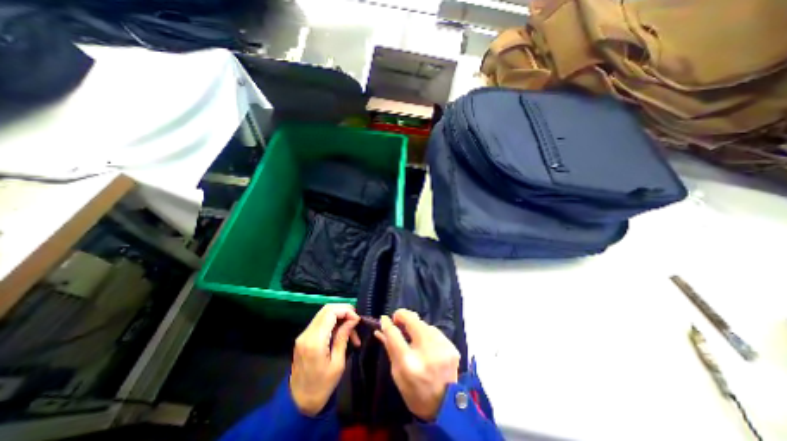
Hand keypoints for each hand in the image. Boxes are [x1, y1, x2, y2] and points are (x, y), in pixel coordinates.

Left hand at [290, 303, 359, 415]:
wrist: (298, 403)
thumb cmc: (322, 387)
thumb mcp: (337, 363)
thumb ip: (343, 337)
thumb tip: (353, 319)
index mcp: (315, 341)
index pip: (330, 312)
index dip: (346, 310)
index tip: (357, 320)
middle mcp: (307, 334)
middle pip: (327, 309)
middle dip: (344, 310)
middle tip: (356, 321)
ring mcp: (303, 335)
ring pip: (324, 314)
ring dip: (339, 317)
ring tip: (352, 330)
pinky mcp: (304, 338)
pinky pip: (321, 322)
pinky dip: (333, 323)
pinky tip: (342, 333)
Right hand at [374, 308, 462, 421]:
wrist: (446, 407)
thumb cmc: (415, 391)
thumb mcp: (397, 373)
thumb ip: (390, 347)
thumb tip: (381, 328)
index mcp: (409, 363)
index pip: (394, 334)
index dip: (388, 324)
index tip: (384, 318)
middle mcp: (426, 352)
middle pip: (413, 321)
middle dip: (403, 316)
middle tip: (397, 319)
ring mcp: (442, 347)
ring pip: (424, 324)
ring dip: (416, 326)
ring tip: (413, 335)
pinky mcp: (451, 346)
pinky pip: (434, 331)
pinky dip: (427, 333)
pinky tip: (426, 343)